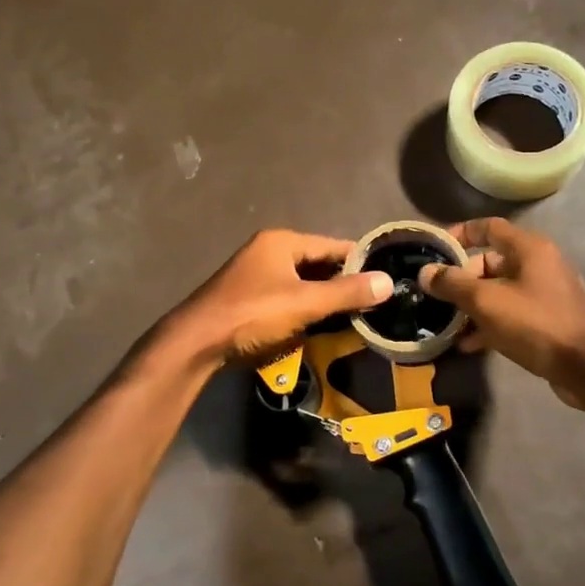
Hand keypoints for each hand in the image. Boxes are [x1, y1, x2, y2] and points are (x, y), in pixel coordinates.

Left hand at [164, 230, 392, 367]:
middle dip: (343, 283)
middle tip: (374, 303)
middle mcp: (268, 251)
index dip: (360, 261)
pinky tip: (321, 327)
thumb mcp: (305, 303)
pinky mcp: (249, 299)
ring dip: (324, 300)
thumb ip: (347, 292)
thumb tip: (388, 281)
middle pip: (317, 264)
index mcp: (282, 242)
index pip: (332, 245)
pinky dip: (305, 310)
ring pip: (303, 284)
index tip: (386, 279)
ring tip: (355, 317)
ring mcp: (256, 276)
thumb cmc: (253, 315)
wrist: (197, 343)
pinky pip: (287, 299)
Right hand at [419, 218, 584, 407]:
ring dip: (473, 306)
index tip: (435, 251)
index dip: (460, 234)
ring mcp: (545, 294)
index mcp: (529, 249)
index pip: (489, 227)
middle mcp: (539, 265)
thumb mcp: (487, 301)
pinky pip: (511, 314)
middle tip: (438, 298)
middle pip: (491, 262)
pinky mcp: (548, 321)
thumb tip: (426, 272)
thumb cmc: (536, 324)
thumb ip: (453, 284)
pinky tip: (469, 345)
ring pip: (499, 291)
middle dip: (462, 279)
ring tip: (447, 324)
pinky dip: (490, 324)